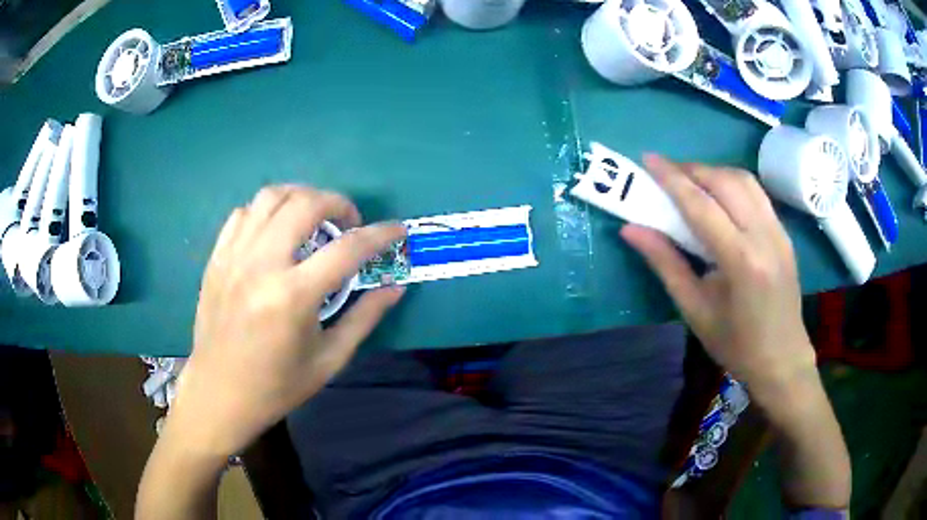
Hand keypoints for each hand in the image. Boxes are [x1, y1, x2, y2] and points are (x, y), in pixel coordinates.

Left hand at [170, 186, 405, 456]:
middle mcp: (262, 265)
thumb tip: (394, 287)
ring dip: (301, 197)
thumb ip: (364, 318)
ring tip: (313, 218)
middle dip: (338, 203)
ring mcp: (234, 257)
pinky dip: (266, 212)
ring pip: (270, 197)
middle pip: (305, 204)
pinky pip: (243, 214)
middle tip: (349, 224)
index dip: (380, 235)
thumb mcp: (329, 360)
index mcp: (293, 296)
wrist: (219, 393)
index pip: (347, 249)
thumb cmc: (277, 386)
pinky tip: (275, 232)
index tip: (397, 230)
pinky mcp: (217, 258)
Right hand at [621, 155, 815, 396]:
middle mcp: (764, 236)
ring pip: (745, 181)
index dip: (672, 178)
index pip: (702, 205)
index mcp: (741, 261)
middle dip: (693, 169)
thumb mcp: (694, 310)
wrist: (782, 359)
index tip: (648, 159)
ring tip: (691, 181)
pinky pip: (757, 194)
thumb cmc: (735, 344)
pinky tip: (719, 198)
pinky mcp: (785, 233)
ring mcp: (779, 232)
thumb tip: (631, 230)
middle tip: (666, 173)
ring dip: (714, 172)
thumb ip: (665, 264)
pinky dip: (733, 184)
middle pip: (726, 182)